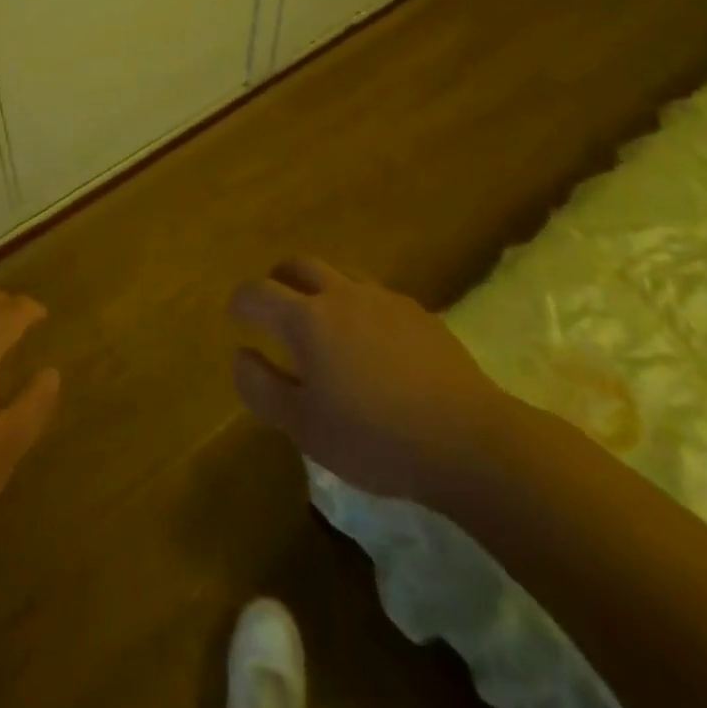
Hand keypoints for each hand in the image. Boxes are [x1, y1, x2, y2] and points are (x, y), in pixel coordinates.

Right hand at [230, 257, 518, 504]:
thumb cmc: (374, 439)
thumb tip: (241, 354)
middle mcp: (340, 295)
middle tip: (274, 302)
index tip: (236, 314)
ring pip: (341, 273)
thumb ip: (261, 387)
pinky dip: (359, 304)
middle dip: (279, 278)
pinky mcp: (420, 314)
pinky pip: (376, 294)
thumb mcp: (303, 426)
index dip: (241, 301)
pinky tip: (371, 337)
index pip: (258, 292)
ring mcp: (384, 300)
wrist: (470, 442)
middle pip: (299, 265)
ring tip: (321, 315)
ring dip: (320, 285)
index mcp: (306, 318)